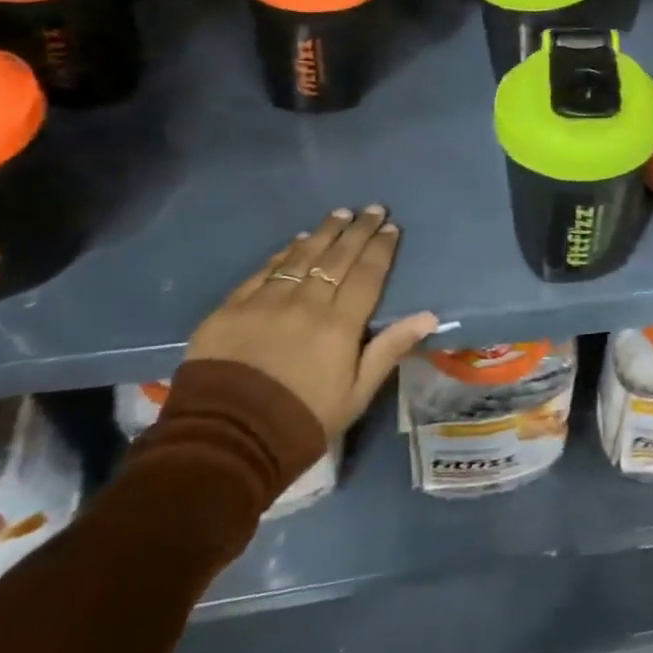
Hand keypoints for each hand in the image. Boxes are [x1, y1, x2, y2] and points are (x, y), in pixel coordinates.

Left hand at [186, 206, 438, 438]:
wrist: (224, 443)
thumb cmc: (301, 422)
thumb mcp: (356, 394)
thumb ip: (389, 349)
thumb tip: (428, 316)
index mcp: (340, 325)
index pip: (367, 274)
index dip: (381, 248)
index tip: (391, 228)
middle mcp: (306, 303)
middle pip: (338, 257)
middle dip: (358, 230)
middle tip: (373, 209)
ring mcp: (266, 302)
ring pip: (302, 256)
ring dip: (324, 232)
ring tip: (340, 213)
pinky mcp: (231, 308)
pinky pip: (264, 270)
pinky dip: (284, 253)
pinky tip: (296, 241)